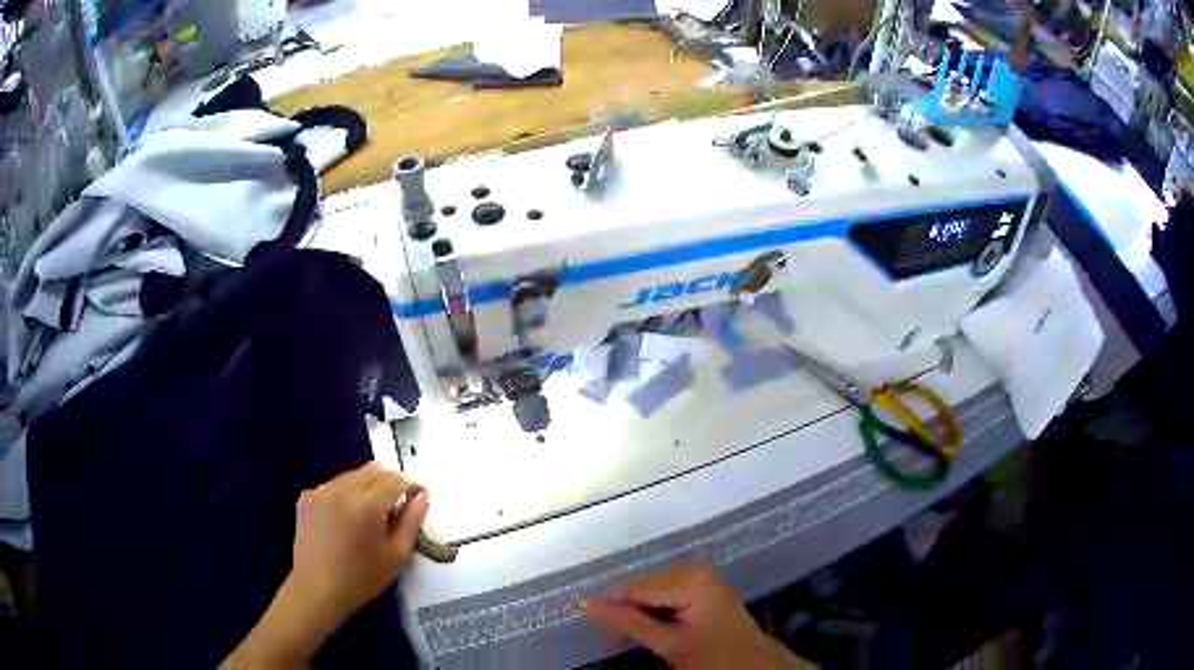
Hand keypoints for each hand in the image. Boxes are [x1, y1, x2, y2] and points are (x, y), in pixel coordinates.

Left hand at [289, 462, 428, 617]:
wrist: (316, 590)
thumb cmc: (361, 579)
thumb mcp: (396, 556)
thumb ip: (412, 522)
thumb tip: (422, 496)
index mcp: (367, 506)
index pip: (395, 478)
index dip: (411, 484)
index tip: (417, 497)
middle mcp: (342, 490)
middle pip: (373, 469)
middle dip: (389, 482)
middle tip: (394, 507)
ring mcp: (321, 491)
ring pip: (353, 475)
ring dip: (366, 486)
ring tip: (368, 515)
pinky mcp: (307, 497)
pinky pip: (334, 484)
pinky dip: (345, 494)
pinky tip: (344, 519)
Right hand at [582, 564, 798, 669]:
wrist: (754, 666)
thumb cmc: (715, 657)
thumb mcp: (669, 644)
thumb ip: (629, 622)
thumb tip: (588, 604)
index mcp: (690, 578)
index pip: (634, 587)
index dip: (612, 606)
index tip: (594, 624)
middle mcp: (695, 569)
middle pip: (643, 586)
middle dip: (627, 609)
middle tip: (616, 636)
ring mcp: (701, 577)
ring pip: (652, 590)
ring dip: (639, 611)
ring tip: (633, 634)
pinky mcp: (702, 588)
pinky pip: (666, 593)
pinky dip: (654, 610)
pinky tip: (652, 627)